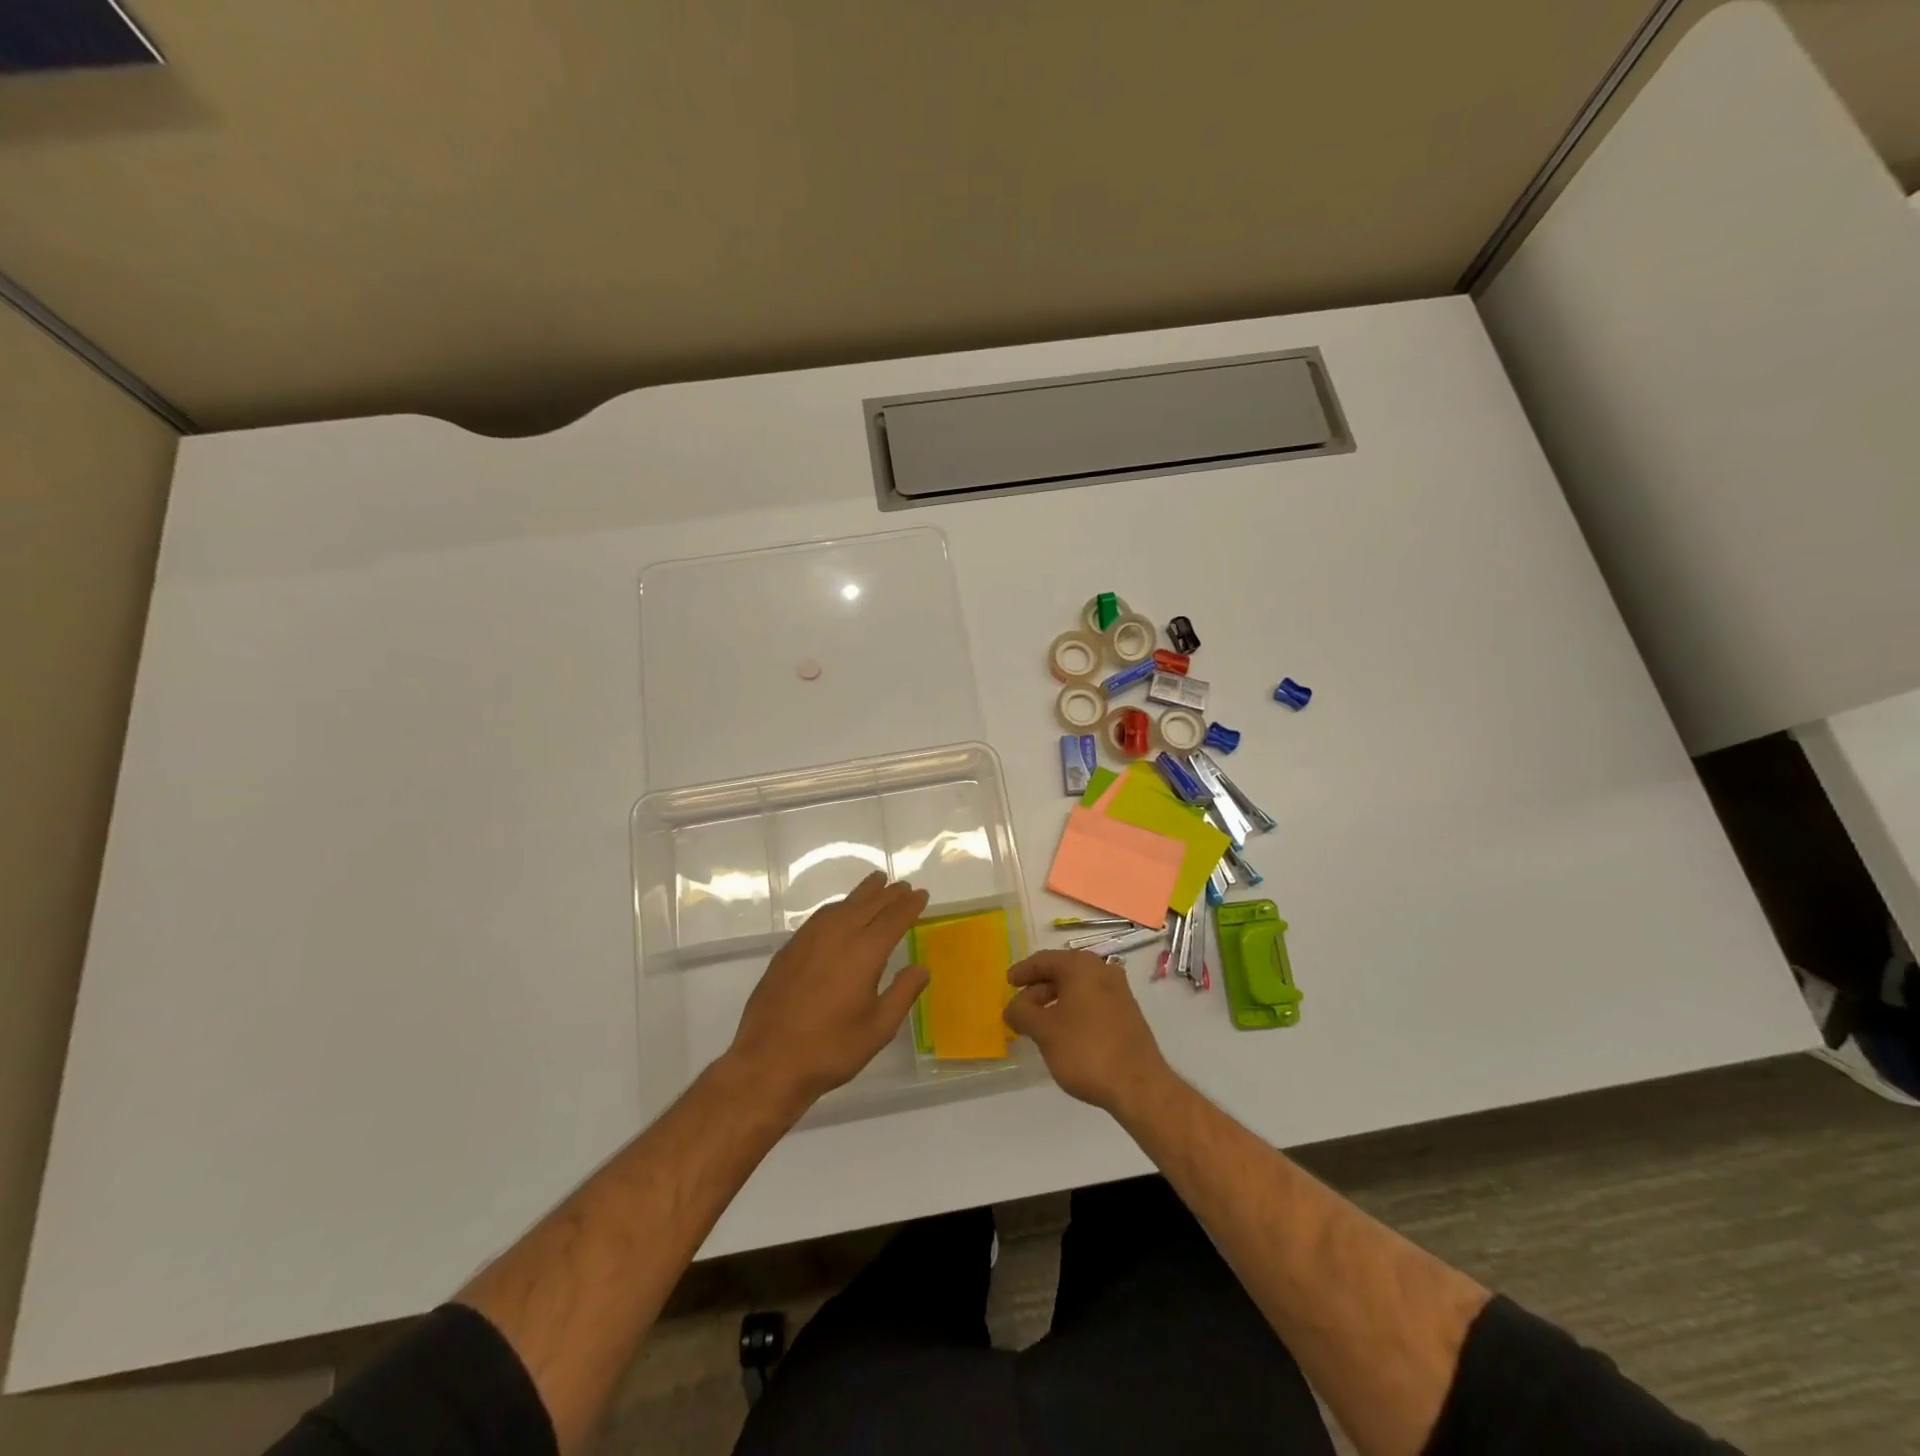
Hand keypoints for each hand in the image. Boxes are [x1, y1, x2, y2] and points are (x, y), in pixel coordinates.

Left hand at [728, 872, 929, 1112]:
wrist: (769, 1062)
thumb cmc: (830, 1049)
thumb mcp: (878, 1029)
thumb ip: (903, 994)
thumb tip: (921, 968)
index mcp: (864, 953)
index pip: (893, 919)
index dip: (909, 905)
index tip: (921, 895)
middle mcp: (837, 936)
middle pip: (868, 905)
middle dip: (888, 894)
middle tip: (902, 885)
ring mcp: (809, 940)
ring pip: (841, 906)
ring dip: (862, 893)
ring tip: (876, 883)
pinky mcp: (789, 949)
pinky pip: (820, 916)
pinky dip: (838, 906)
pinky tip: (840, 911)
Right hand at [1003, 950, 1171, 1114]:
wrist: (1139, 1085)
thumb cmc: (1085, 1050)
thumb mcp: (1044, 1031)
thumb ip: (1022, 1013)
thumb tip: (1012, 1007)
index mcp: (1081, 966)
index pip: (1043, 960)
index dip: (1022, 972)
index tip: (1007, 983)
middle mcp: (1102, 970)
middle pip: (1061, 972)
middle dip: (1038, 990)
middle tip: (1020, 1010)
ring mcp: (1118, 992)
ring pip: (1077, 989)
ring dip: (1055, 1002)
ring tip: (1038, 1025)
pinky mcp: (1127, 1013)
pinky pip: (1091, 1002)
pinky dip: (1073, 1011)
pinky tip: (1063, 1033)